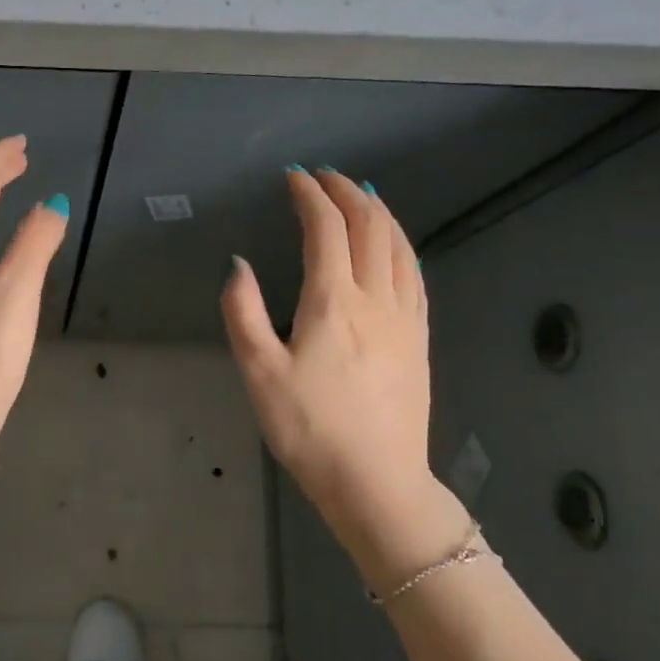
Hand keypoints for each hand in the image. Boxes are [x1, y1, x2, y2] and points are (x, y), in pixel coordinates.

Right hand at [221, 168, 443, 554]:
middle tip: (325, 177)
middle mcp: (376, 299)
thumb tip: (239, 265)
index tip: (294, 178)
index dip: (310, 196)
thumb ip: (243, 313)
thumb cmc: (309, 430)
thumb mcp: (259, 374)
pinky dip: (401, 245)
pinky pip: (415, 274)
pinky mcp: (420, 339)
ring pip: (399, 246)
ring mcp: (405, 319)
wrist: (376, 483)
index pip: (326, 229)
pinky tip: (394, 246)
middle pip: (370, 227)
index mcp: (333, 303)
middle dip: (347, 192)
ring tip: (361, 195)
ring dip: (379, 212)